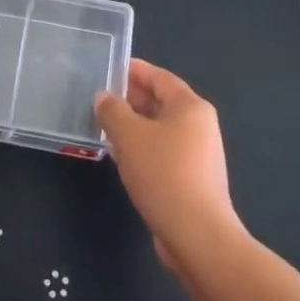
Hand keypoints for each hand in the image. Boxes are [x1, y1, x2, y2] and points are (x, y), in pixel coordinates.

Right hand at [95, 58, 242, 270]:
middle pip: (161, 102)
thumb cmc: (163, 173)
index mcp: (190, 107)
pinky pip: (162, 152)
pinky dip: (141, 148)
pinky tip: (119, 156)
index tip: (110, 66)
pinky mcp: (191, 179)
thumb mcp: (129, 136)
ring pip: (160, 130)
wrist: (196, 233)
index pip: (160, 77)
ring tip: (103, 125)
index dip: (134, 70)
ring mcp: (198, 154)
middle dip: (131, 98)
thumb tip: (104, 97)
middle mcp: (199, 126)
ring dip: (133, 126)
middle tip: (100, 97)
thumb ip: (112, 111)